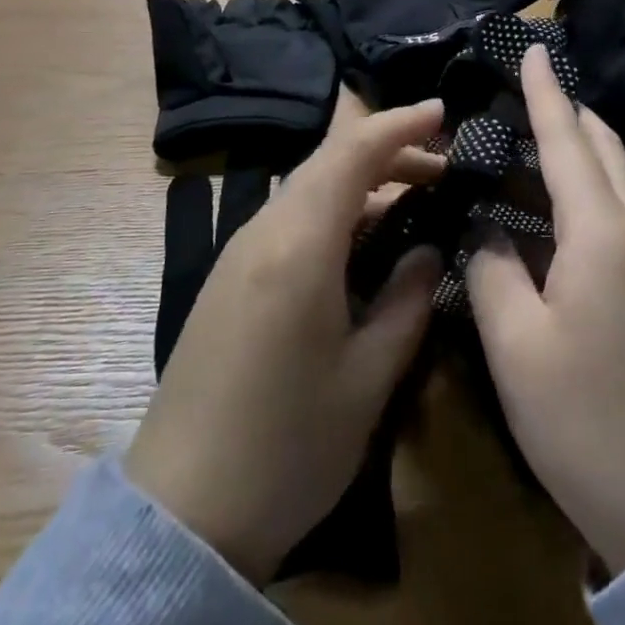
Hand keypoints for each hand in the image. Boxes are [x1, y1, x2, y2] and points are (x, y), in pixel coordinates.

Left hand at [125, 91, 445, 584]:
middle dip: (388, 150)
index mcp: (299, 243)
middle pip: (329, 160)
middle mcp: (264, 229)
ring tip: (412, 198)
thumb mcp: (367, 379)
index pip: (352, 150)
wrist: (181, 513)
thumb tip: (430, 249)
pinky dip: (334, 206)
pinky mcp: (231, 276)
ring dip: (361, 179)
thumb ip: (406, 301)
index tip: (443, 111)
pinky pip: (290, 215)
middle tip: (443, 167)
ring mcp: (240, 251)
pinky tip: (360, 239)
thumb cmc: (287, 446)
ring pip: (308, 185)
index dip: (400, 123)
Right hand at [465, 45, 624, 575]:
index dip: (545, 92)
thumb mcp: (515, 345)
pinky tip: (555, 204)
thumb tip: (487, 229)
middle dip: (567, 109)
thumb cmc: (587, 419)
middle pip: (602, 147)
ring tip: (531, 136)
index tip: (534, 47)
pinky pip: (620, 208)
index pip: (566, 139)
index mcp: (601, 231)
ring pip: (616, 176)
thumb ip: (491, 268)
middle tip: (523, 90)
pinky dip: (587, 183)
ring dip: (578, 146)